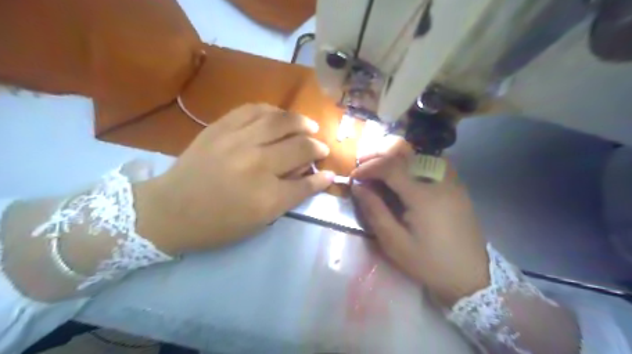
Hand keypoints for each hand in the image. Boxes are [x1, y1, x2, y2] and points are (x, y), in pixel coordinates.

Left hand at [134, 104, 334, 251]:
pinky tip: (280, 116)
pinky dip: (273, 111)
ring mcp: (237, 141)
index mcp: (266, 197)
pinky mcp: (220, 128)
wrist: (169, 210)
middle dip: (317, 147)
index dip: (322, 178)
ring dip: (301, 122)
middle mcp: (256, 164)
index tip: (330, 173)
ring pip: (280, 121)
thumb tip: (314, 176)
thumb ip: (289, 197)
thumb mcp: (258, 221)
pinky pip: (253, 109)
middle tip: (321, 148)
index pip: (306, 183)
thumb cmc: (216, 224)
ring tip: (309, 126)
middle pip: (299, 147)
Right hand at [353, 142, 490, 307]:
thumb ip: (375, 211)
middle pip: (406, 153)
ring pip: (420, 153)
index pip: (391, 166)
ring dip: (397, 155)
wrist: (471, 275)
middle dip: (380, 154)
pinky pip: (434, 161)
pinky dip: (414, 160)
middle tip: (363, 164)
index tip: (354, 176)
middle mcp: (440, 181)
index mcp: (423, 196)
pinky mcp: (458, 186)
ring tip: (380, 165)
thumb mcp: (395, 243)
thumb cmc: (429, 263)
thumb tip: (358, 187)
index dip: (369, 167)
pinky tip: (406, 171)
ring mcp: (452, 181)